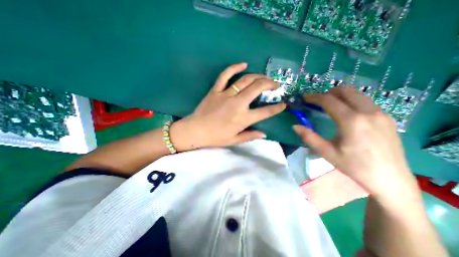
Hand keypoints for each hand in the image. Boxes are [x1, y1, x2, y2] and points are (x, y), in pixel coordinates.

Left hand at [170, 63, 285, 149]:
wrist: (195, 130)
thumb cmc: (215, 137)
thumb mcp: (234, 140)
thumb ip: (250, 136)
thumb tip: (264, 134)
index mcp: (243, 118)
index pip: (265, 112)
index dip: (276, 108)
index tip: (283, 104)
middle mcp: (237, 104)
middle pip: (257, 88)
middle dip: (270, 84)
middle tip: (276, 84)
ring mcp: (226, 95)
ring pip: (245, 80)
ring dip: (258, 76)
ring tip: (265, 77)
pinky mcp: (216, 90)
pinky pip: (225, 75)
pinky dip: (234, 68)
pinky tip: (244, 64)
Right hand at [294, 87, 417, 201]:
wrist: (391, 180)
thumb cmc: (354, 166)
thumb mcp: (327, 152)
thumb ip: (309, 137)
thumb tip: (295, 126)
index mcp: (352, 121)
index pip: (329, 100)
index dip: (314, 97)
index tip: (305, 98)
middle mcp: (368, 112)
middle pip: (345, 90)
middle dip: (328, 93)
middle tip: (317, 102)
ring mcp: (381, 113)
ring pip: (356, 94)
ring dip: (340, 96)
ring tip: (329, 106)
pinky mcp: (387, 117)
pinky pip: (365, 101)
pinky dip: (351, 102)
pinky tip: (345, 114)